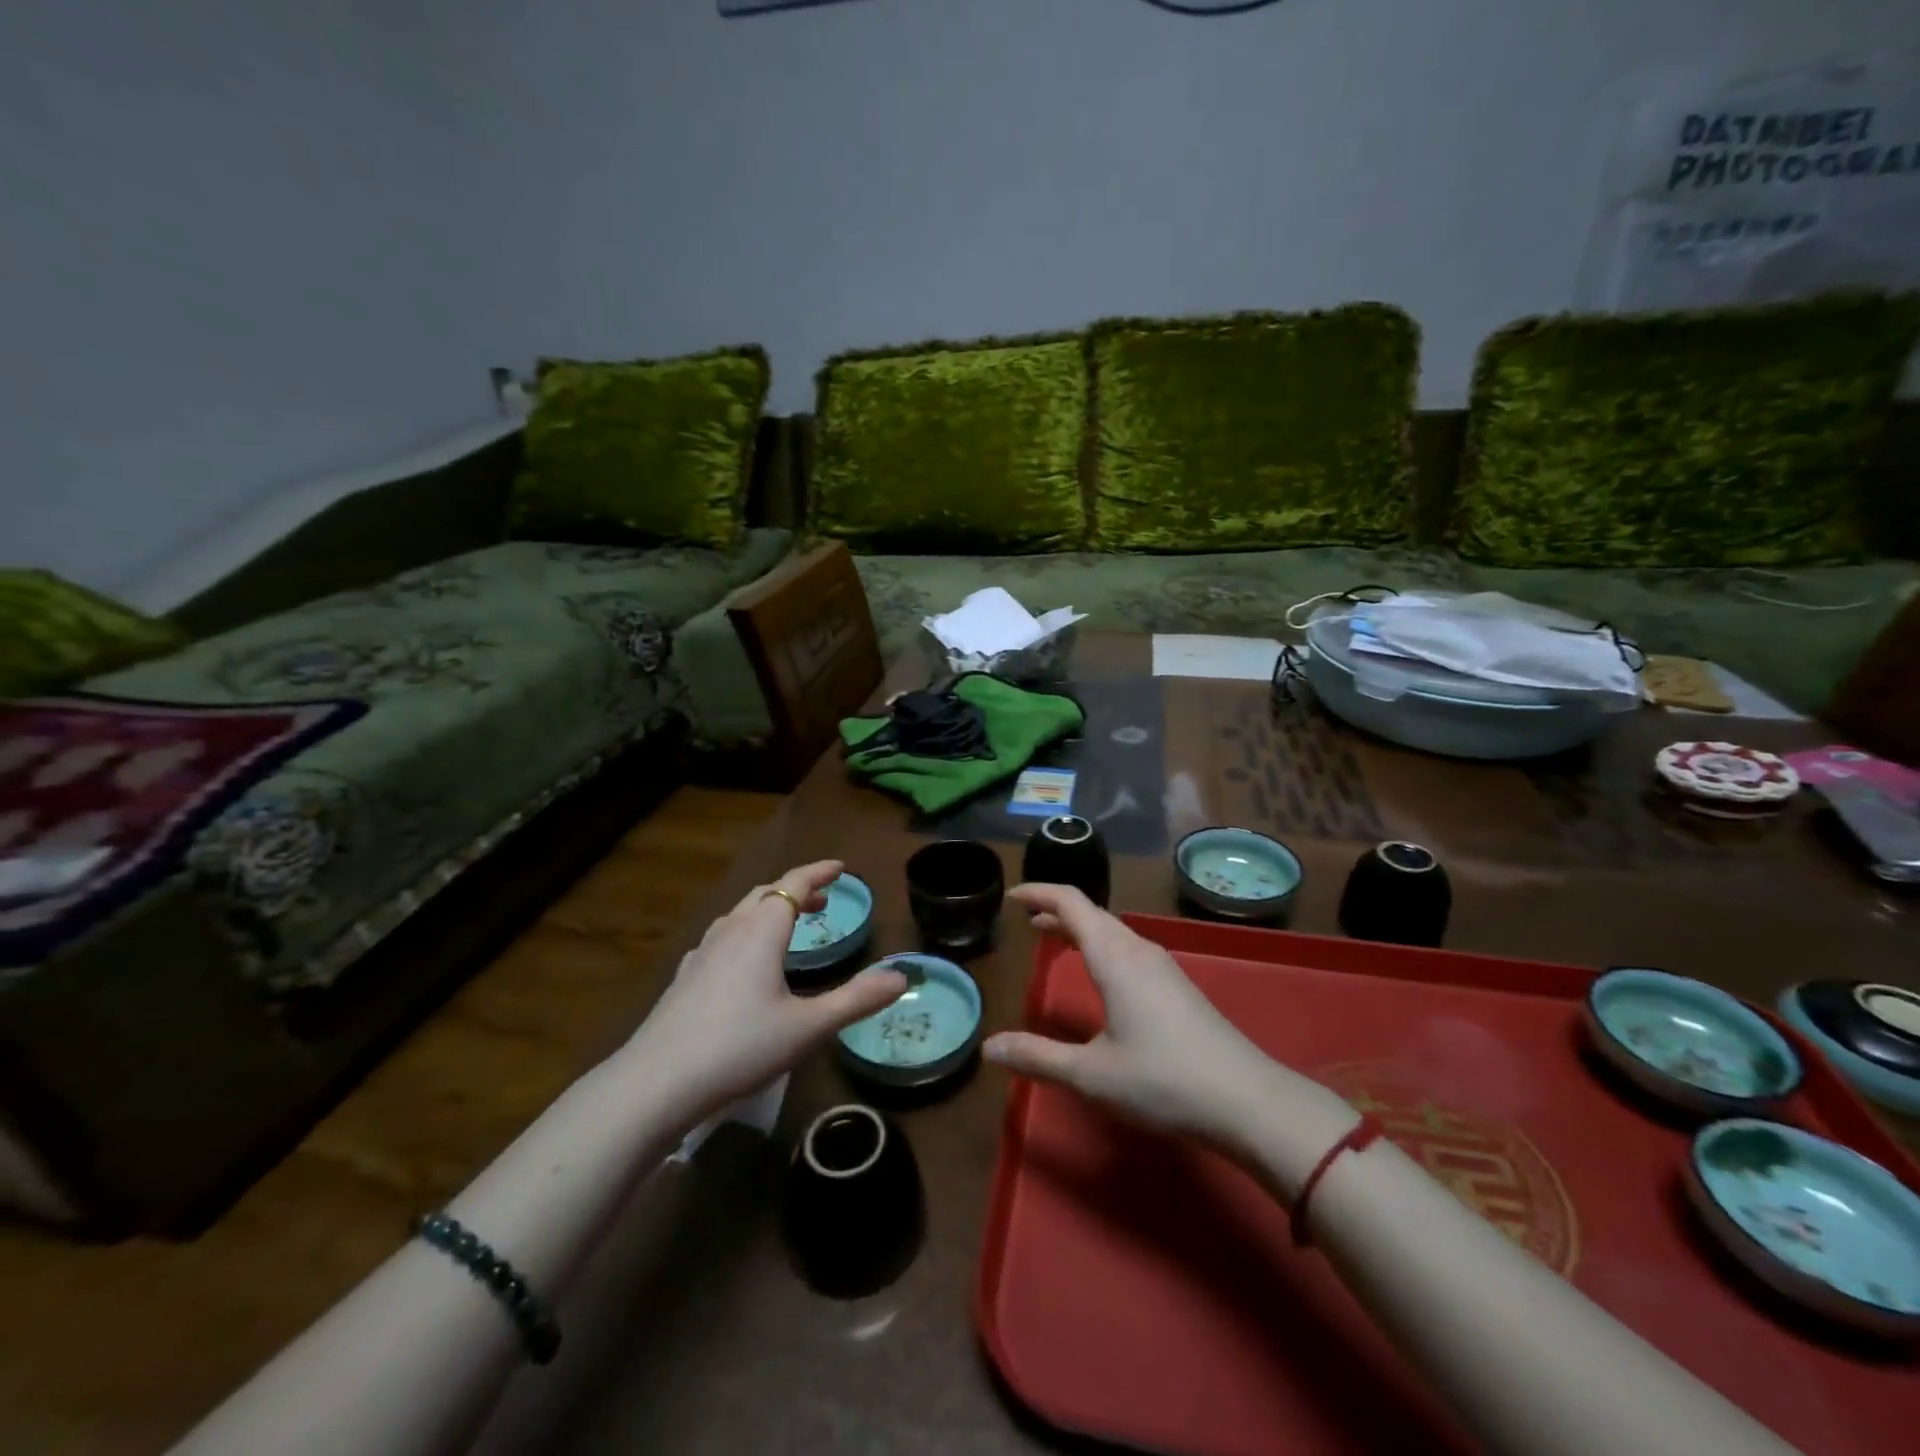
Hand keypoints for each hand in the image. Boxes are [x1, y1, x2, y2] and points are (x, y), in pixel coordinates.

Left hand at [626, 861, 906, 1122]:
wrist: (656, 1084)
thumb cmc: (740, 1048)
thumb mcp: (808, 1028)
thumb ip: (856, 1000)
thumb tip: (901, 976)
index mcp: (762, 931)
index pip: (794, 883)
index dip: (819, 871)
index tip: (841, 867)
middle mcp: (731, 931)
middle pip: (766, 894)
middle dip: (796, 889)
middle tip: (822, 899)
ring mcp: (702, 953)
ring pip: (740, 914)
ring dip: (769, 908)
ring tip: (788, 924)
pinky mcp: (685, 977)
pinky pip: (722, 937)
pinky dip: (745, 932)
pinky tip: (742, 960)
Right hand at [983, 884, 1284, 1152]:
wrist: (1246, 1100)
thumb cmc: (1162, 1080)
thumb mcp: (1090, 1074)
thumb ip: (1038, 1057)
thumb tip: (988, 1047)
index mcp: (1114, 956)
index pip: (1071, 902)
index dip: (1039, 892)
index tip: (1012, 897)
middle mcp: (1138, 949)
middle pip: (1092, 913)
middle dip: (1056, 910)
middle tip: (1027, 920)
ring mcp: (1163, 966)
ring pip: (1113, 930)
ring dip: (1080, 927)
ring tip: (1055, 938)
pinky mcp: (1178, 985)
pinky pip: (1128, 947)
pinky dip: (1101, 944)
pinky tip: (1100, 973)